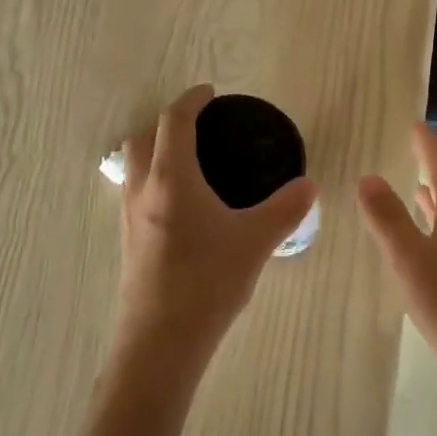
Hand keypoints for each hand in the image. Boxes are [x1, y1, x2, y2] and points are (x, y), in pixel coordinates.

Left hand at [116, 86, 317, 373]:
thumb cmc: (207, 282)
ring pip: (134, 166)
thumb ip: (285, 209)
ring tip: (191, 164)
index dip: (191, 99)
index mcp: (171, 178)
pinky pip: (135, 192)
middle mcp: (143, 189)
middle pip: (142, 137)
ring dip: (155, 151)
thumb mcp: (255, 241)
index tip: (210, 93)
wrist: (160, 342)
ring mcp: (129, 216)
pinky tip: (182, 206)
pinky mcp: (128, 240)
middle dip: (167, 123)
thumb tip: (309, 186)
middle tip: (200, 129)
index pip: (174, 120)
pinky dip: (153, 180)